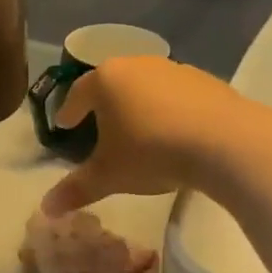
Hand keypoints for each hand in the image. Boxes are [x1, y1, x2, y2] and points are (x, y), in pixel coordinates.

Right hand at [40, 57, 249, 215]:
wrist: (225, 142)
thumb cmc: (151, 152)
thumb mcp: (109, 175)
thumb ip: (76, 189)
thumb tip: (46, 208)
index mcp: (106, 80)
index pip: (77, 93)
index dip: (69, 111)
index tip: (65, 125)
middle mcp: (137, 65)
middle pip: (112, 83)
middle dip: (104, 104)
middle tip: (99, 125)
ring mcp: (174, 69)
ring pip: (146, 86)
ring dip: (139, 105)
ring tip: (139, 130)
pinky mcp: (206, 80)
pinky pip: (177, 95)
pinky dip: (169, 110)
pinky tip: (175, 133)